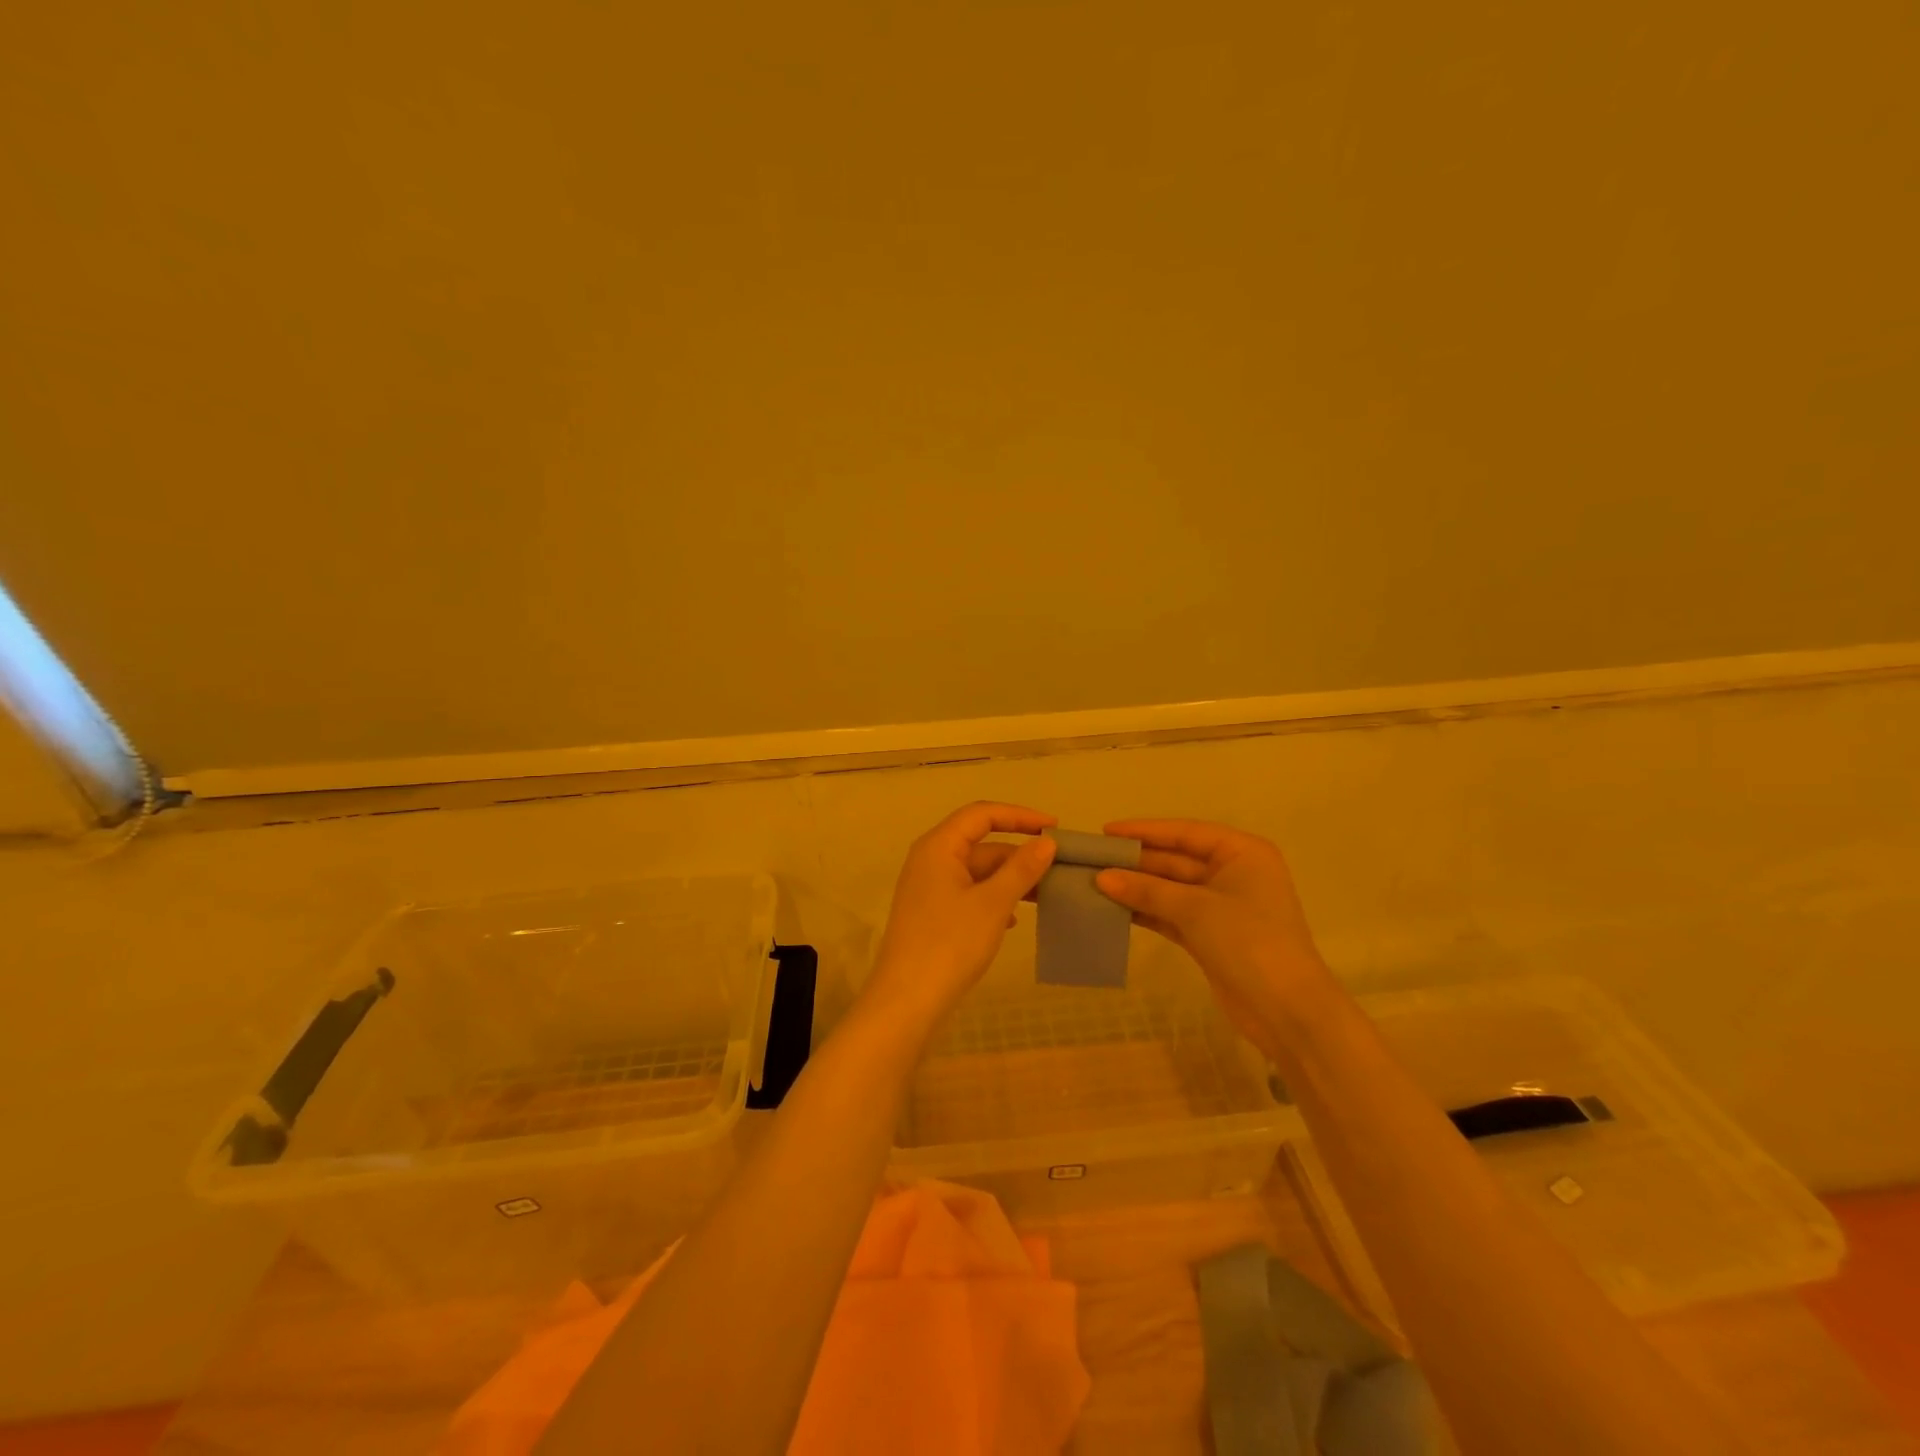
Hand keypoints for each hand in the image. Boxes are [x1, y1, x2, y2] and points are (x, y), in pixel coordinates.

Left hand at [860, 802, 1058, 1033]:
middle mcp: (930, 860)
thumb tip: (1046, 841)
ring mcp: (929, 889)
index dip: (1020, 816)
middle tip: (1058, 867)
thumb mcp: (992, 903)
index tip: (1054, 826)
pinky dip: (994, 899)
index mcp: (938, 846)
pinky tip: (1015, 920)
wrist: (907, 1001)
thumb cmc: (950, 944)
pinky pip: (970, 894)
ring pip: (977, 872)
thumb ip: (1021, 869)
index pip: (982, 814)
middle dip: (1019, 854)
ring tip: (1046, 894)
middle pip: (981, 843)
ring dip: (1010, 880)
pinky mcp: (932, 914)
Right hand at [1093, 819, 1334, 1056]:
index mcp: (1241, 853)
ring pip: (1170, 889)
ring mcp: (1221, 907)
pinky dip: (1145, 912)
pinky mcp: (1210, 936)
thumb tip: (1101, 877)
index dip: (1145, 831)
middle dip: (1136, 862)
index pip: (1185, 832)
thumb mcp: (1196, 909)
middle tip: (1091, 860)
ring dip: (1136, 888)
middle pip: (1176, 860)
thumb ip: (1147, 890)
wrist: (1288, 1012)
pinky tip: (1112, 909)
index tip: (1106, 831)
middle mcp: (1233, 873)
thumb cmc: (1249, 942)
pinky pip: (1171, 914)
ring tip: (1093, 883)